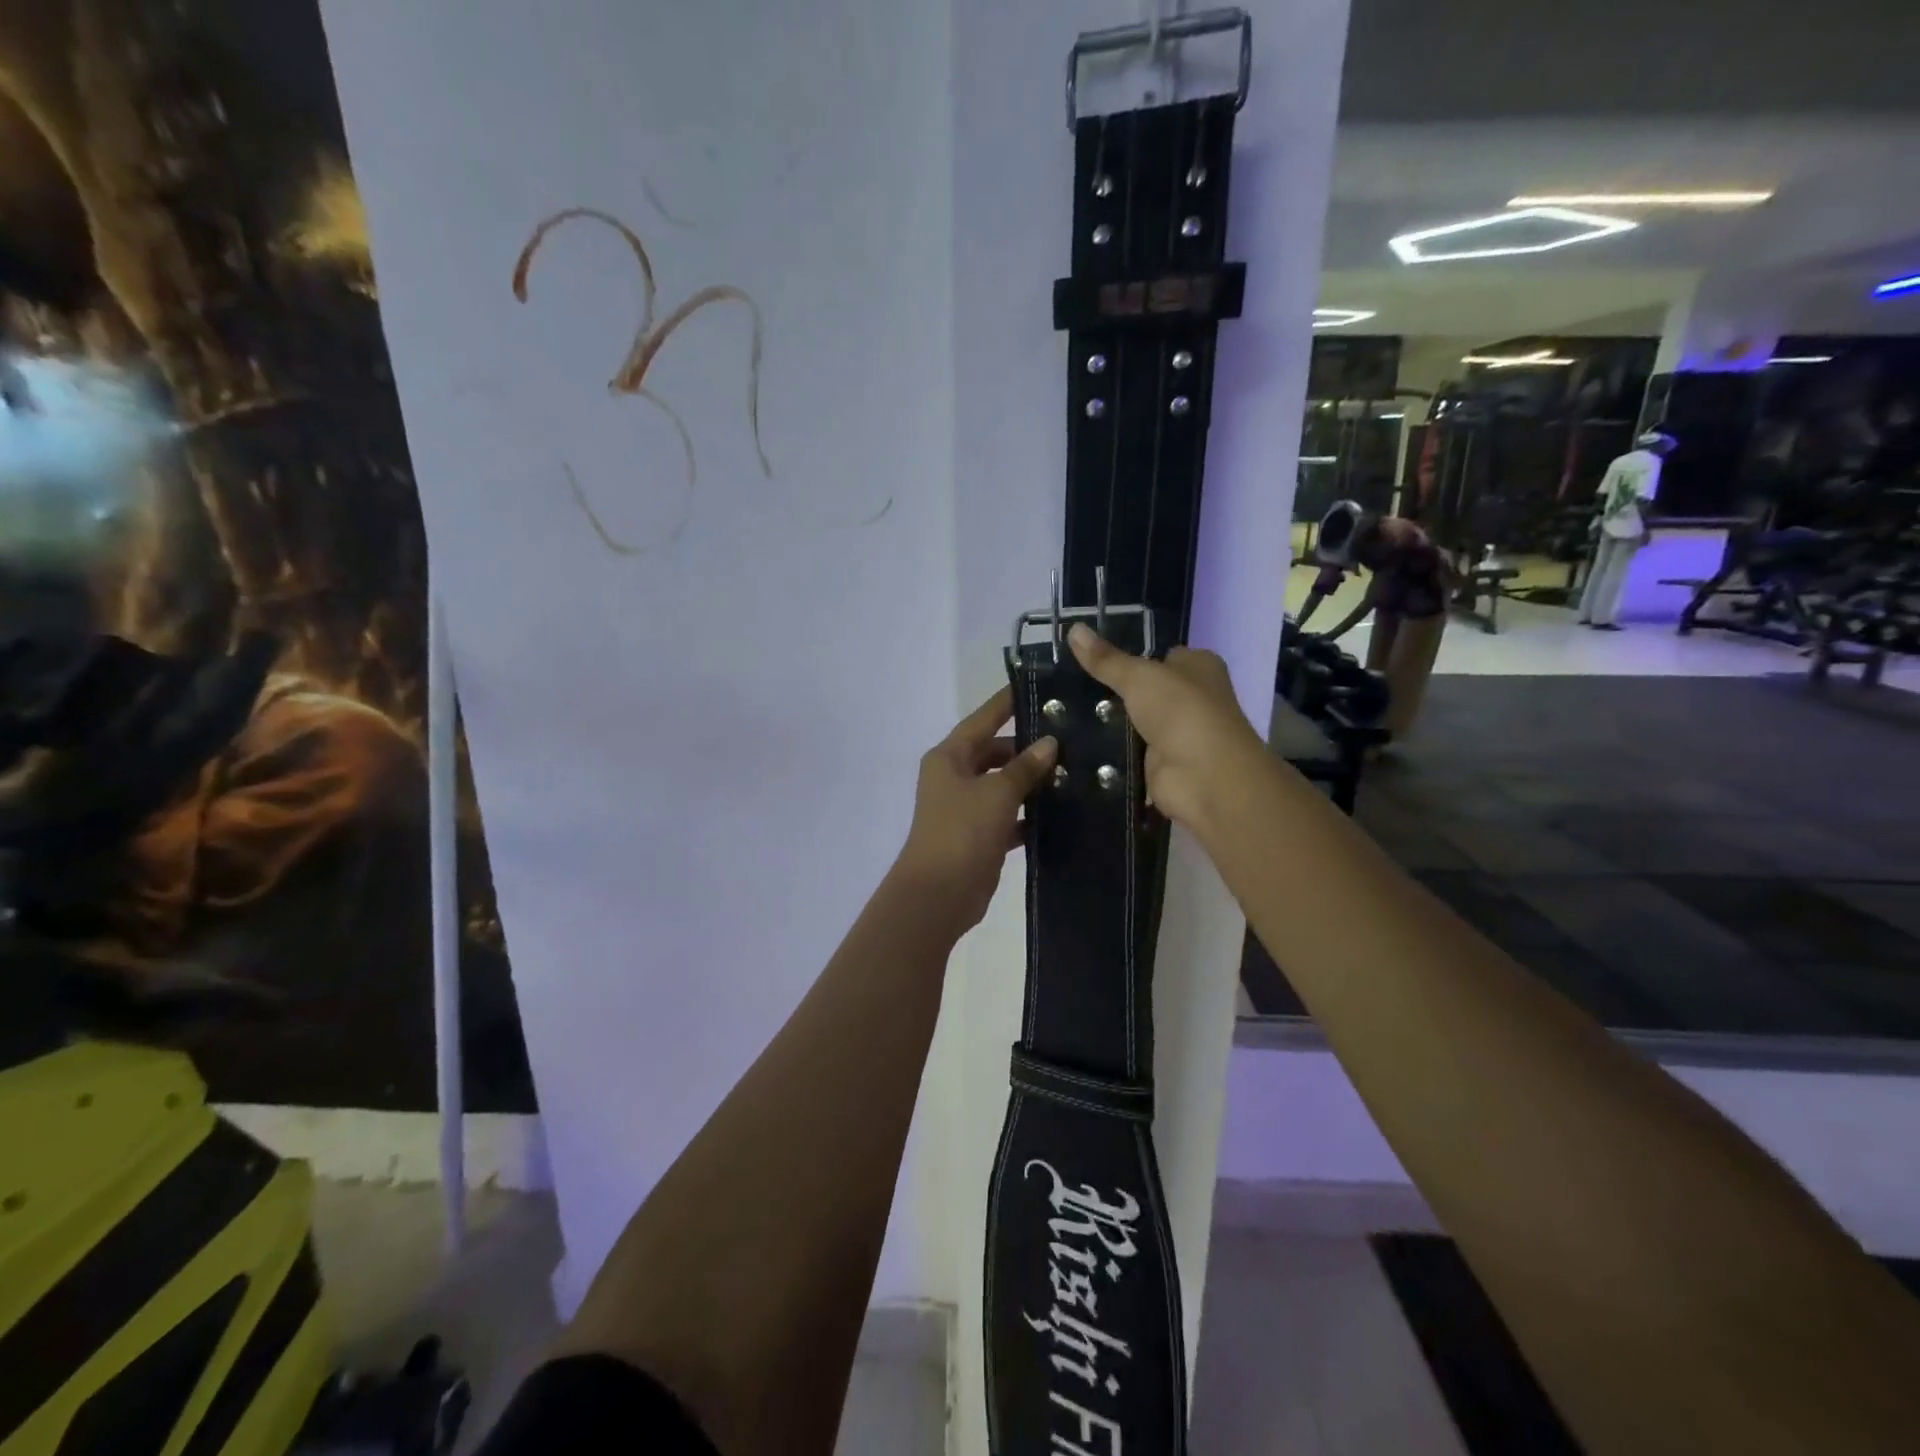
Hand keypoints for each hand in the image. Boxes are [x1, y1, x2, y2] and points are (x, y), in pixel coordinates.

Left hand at [893, 687, 1056, 934]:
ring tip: (1073, 771)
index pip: (983, 719)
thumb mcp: (997, 793)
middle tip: (1070, 739)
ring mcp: (965, 807)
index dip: (1008, 703)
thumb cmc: (963, 831)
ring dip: (1031, 782)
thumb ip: (1025, 766)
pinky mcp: (978, 834)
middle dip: (1028, 748)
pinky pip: (1007, 814)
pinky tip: (1060, 811)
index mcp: (949, 757)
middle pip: (995, 752)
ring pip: (1003, 784)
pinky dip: (1028, 813)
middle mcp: (954, 776)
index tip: (1038, 687)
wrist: (939, 894)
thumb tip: (1050, 743)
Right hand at [1067, 624, 1265, 832]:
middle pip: (1144, 690)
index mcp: (1198, 667)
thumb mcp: (1139, 677)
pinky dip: (1107, 753)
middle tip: (1066, 685)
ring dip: (1107, 723)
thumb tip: (1073, 629)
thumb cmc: (1182, 712)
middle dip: (1112, 691)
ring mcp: (1176, 734)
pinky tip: (1075, 744)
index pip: (1161, 654)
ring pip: (1132, 723)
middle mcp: (1192, 698)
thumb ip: (1106, 659)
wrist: (1204, 777)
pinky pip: (1126, 753)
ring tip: (1061, 712)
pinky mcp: (1160, 765)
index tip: (1088, 656)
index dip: (1130, 655)